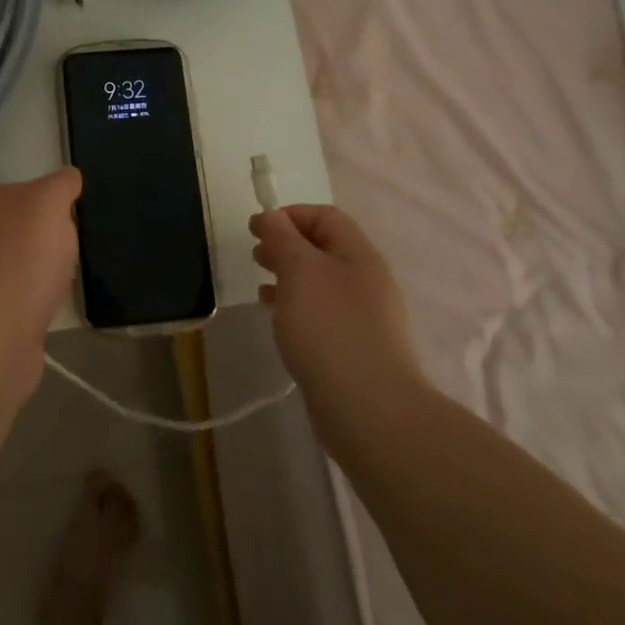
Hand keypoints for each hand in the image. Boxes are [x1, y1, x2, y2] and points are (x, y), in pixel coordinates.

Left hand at [0, 166, 81, 345]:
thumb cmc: (23, 259)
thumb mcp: (49, 203)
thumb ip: (60, 184)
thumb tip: (69, 176)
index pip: (25, 192)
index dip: (53, 204)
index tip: (74, 221)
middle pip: (23, 229)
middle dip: (49, 240)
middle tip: (73, 253)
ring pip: (21, 264)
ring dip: (42, 272)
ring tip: (64, 283)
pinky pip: (20, 296)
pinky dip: (36, 300)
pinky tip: (49, 308)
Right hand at [250, 205, 419, 403]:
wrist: (368, 409)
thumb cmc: (330, 329)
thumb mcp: (300, 271)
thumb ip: (282, 238)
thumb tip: (271, 216)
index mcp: (359, 255)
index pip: (325, 217)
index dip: (289, 215)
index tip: (256, 228)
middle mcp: (366, 280)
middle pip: (323, 248)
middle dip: (286, 244)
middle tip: (255, 254)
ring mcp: (362, 316)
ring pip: (320, 282)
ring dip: (288, 276)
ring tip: (260, 285)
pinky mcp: (352, 346)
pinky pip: (320, 313)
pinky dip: (294, 306)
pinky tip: (275, 316)